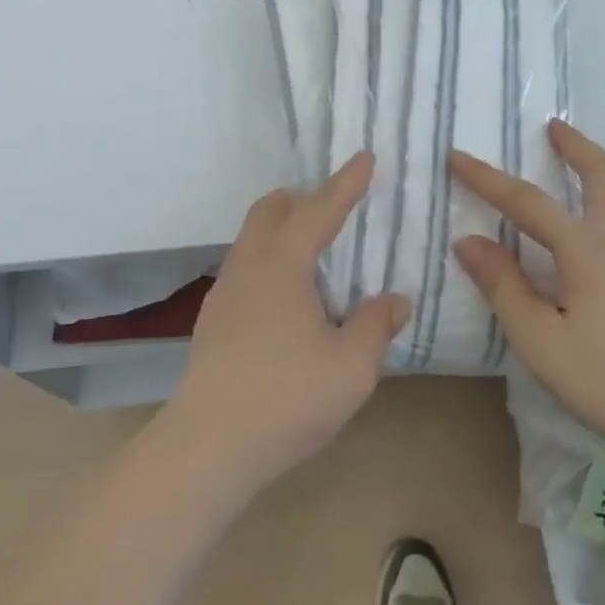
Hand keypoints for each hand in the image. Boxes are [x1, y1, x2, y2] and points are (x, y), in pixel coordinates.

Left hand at [163, 152, 408, 495]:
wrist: (209, 446)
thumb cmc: (287, 397)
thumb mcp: (351, 366)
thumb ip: (375, 325)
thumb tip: (394, 299)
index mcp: (283, 263)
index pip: (319, 209)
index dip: (345, 183)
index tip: (363, 158)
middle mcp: (248, 265)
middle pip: (270, 210)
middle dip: (302, 198)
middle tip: (332, 205)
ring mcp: (224, 292)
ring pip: (252, 238)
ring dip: (281, 229)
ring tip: (312, 252)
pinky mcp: (213, 320)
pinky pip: (244, 268)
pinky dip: (268, 260)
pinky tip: (286, 298)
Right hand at [450, 121, 604, 448]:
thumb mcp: (540, 340)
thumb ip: (503, 286)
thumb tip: (470, 241)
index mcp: (587, 251)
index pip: (528, 202)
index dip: (487, 178)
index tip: (456, 155)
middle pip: (604, 177)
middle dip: (577, 147)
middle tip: (553, 126)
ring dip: (590, 174)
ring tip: (563, 170)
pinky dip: (594, 210)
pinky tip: (577, 243)